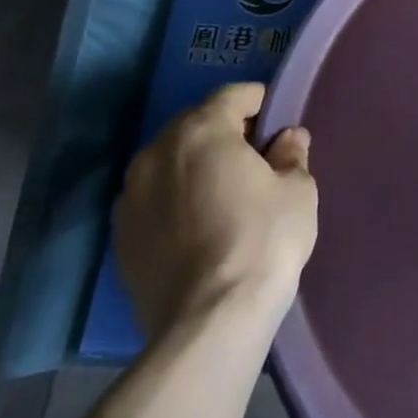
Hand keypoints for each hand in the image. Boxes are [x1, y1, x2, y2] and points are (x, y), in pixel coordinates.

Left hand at [114, 82, 317, 342]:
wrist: (209, 322)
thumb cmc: (263, 240)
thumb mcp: (297, 190)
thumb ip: (291, 154)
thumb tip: (287, 139)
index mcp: (201, 131)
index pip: (232, 95)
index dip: (260, 102)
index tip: (278, 122)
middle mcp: (156, 153)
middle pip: (195, 124)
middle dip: (225, 132)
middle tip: (257, 157)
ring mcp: (130, 197)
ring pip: (170, 162)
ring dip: (196, 166)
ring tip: (226, 193)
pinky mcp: (120, 238)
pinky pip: (154, 199)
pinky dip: (176, 199)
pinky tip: (201, 225)